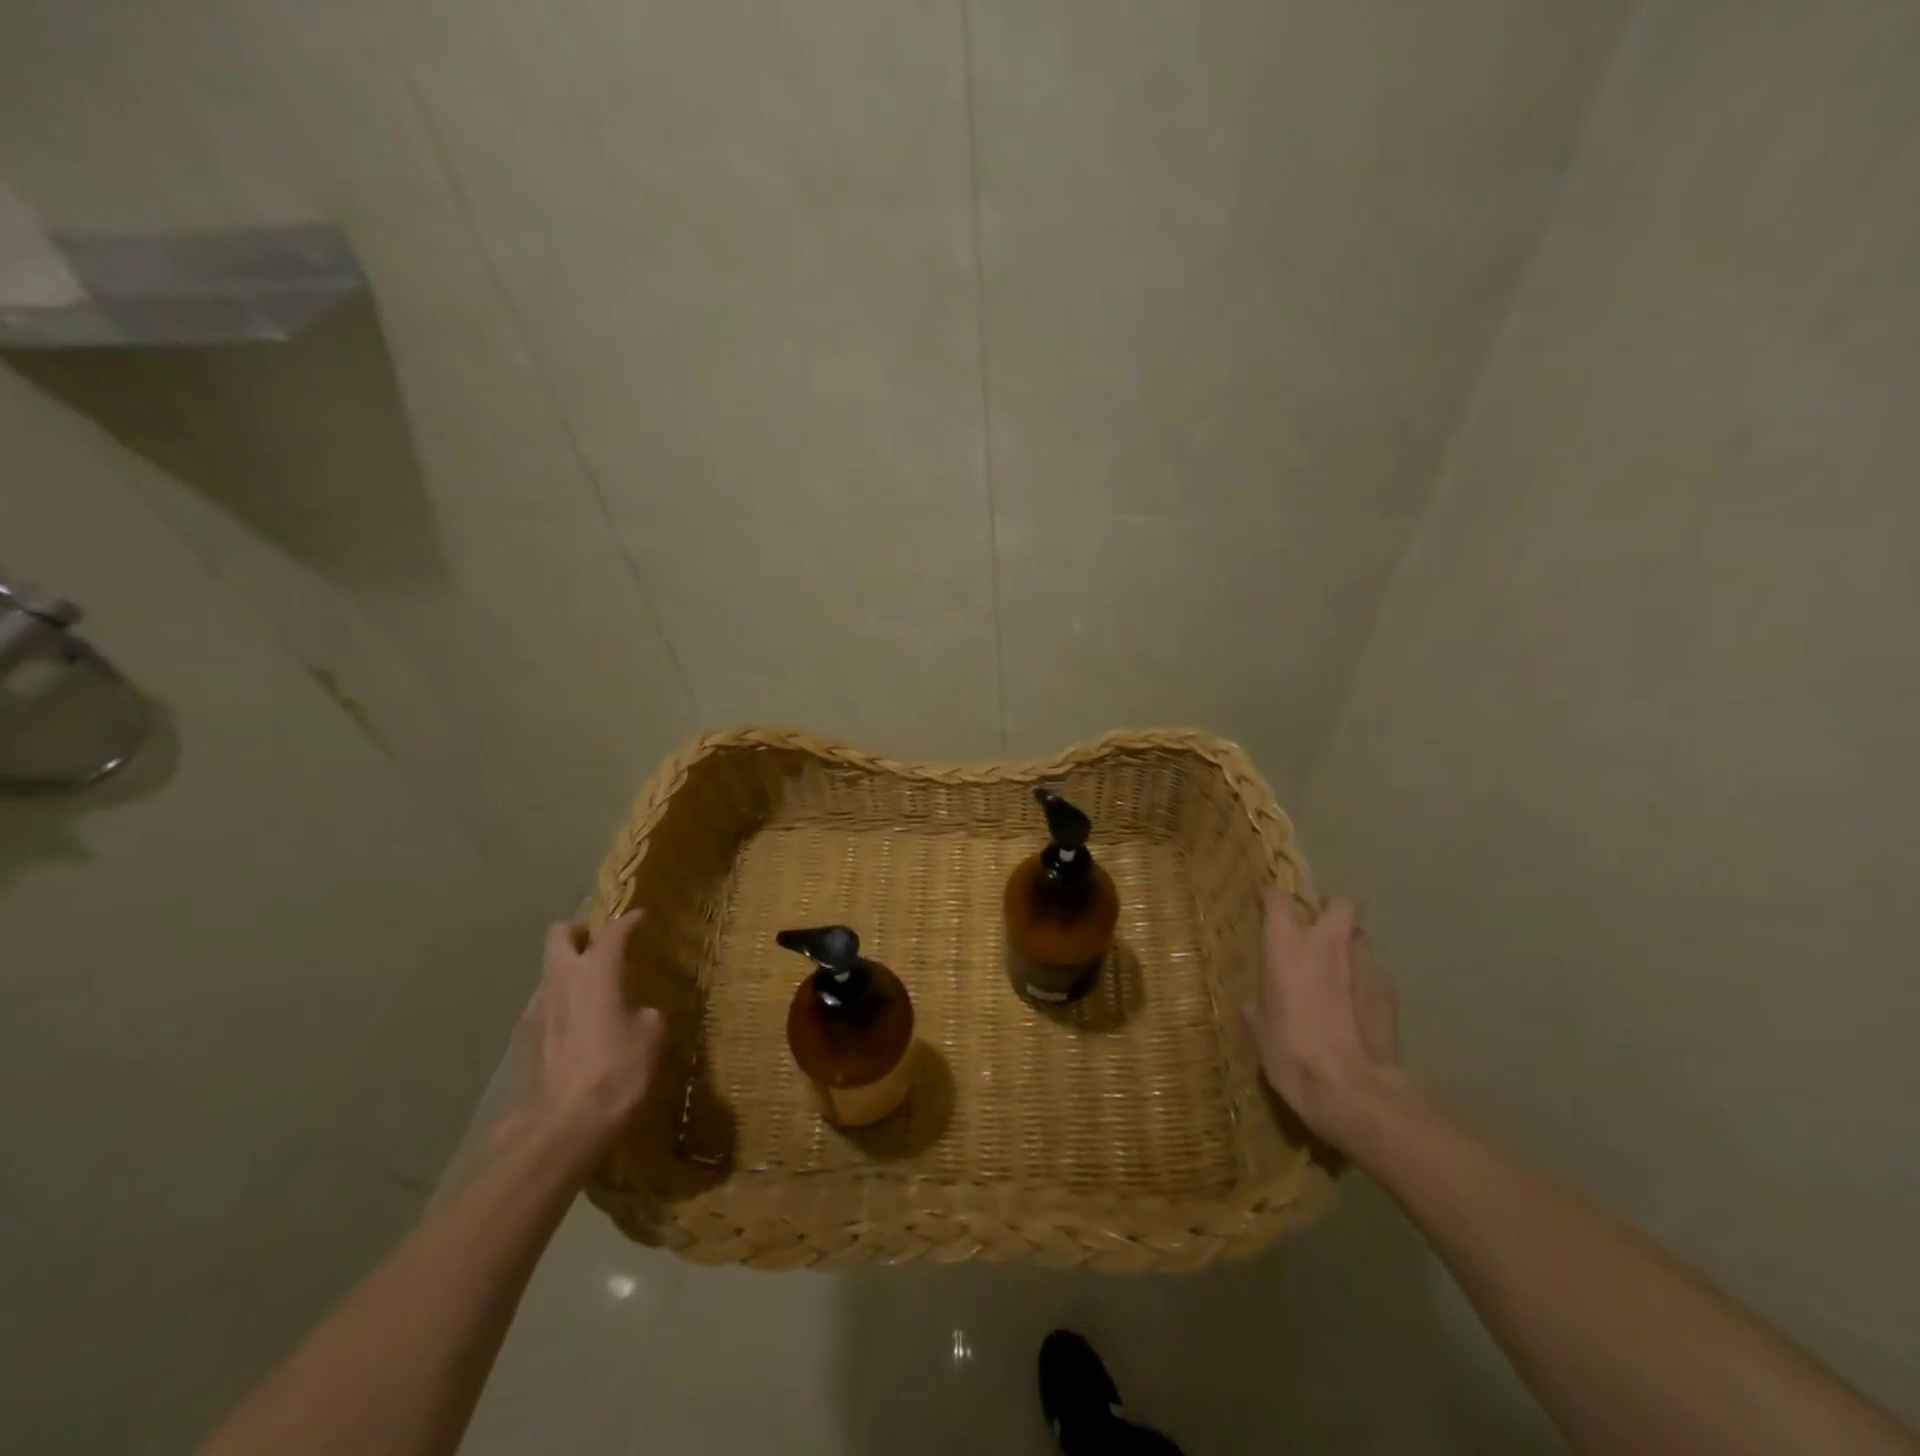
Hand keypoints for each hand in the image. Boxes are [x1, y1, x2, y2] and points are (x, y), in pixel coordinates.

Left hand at [529, 910, 665, 1158]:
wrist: (561, 1125)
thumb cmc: (616, 1070)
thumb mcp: (651, 1037)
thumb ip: (644, 1014)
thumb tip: (638, 1013)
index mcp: (596, 971)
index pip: (613, 932)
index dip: (629, 921)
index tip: (640, 916)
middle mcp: (561, 980)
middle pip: (559, 936)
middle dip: (580, 932)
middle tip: (600, 943)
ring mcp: (536, 1009)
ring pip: (550, 972)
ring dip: (570, 972)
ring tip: (595, 992)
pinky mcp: (523, 1040)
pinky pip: (546, 1007)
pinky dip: (562, 1005)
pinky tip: (580, 1029)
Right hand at [1244, 890, 1407, 1152]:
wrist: (1351, 1093)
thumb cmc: (1291, 1054)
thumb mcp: (1259, 1028)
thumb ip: (1260, 1001)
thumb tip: (1262, 1000)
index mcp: (1286, 946)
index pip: (1278, 898)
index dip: (1271, 896)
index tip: (1265, 904)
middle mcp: (1326, 945)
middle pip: (1340, 902)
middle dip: (1330, 907)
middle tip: (1317, 926)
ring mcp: (1364, 967)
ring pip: (1359, 938)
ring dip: (1347, 947)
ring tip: (1336, 974)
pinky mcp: (1389, 994)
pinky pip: (1372, 975)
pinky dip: (1362, 983)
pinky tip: (1355, 1011)